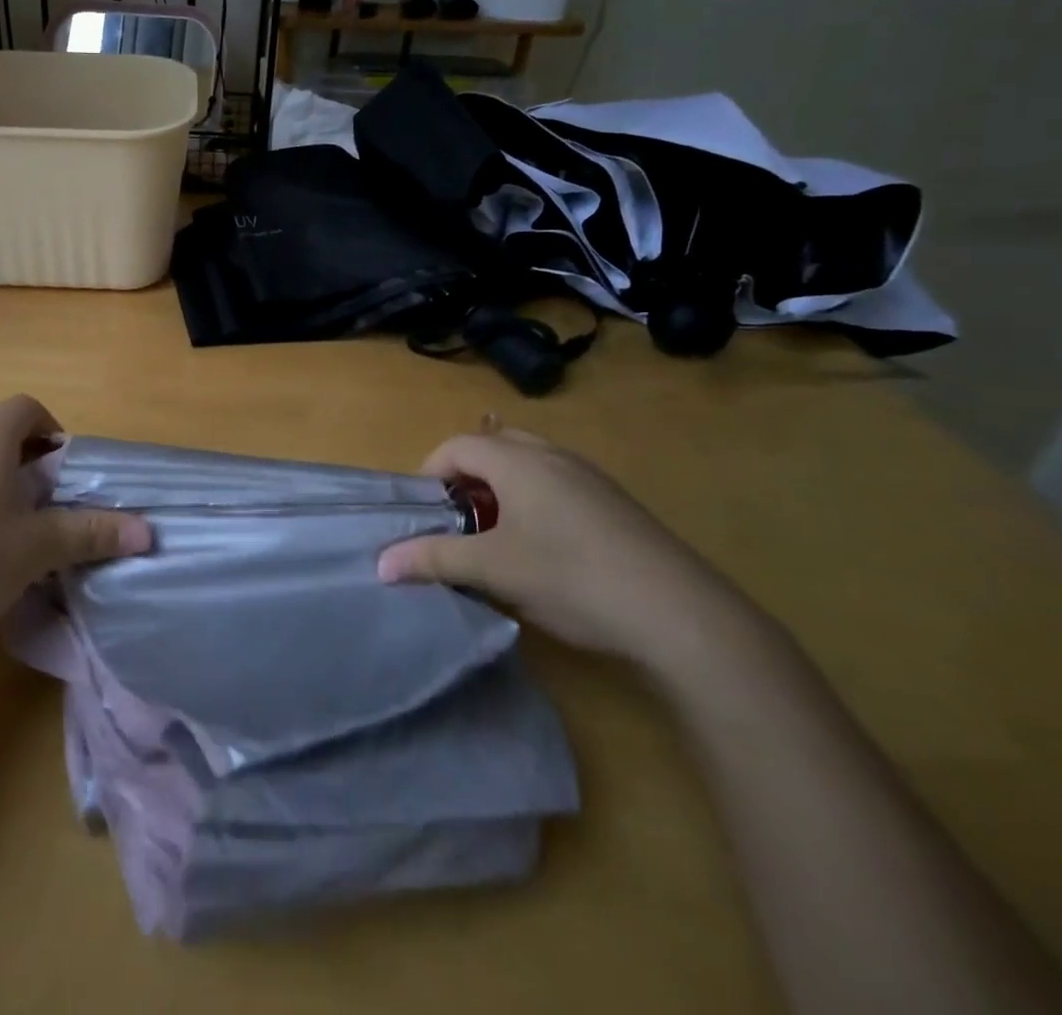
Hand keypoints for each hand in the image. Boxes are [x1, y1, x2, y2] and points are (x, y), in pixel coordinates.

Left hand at [0, 395, 151, 649]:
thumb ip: (92, 533)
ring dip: (1, 486)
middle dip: (32, 464)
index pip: (29, 408)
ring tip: (17, 532)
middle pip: (1, 434)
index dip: (55, 432)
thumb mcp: (38, 547)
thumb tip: (147, 532)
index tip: (67, 473)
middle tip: (50, 505)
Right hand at [377, 423, 755, 671]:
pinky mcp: (616, 504)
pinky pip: (558, 484)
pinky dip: (535, 502)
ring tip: (497, 537)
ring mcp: (590, 477)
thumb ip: (434, 559)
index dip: (430, 473)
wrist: (681, 615)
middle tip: (459, 519)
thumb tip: (381, 563)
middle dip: (467, 477)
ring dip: (501, 490)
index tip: (425, 513)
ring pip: (529, 464)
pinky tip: (546, 552)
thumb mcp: (493, 570)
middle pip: (493, 446)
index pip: (456, 446)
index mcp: (518, 460)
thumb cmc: (570, 578)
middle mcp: (552, 456)